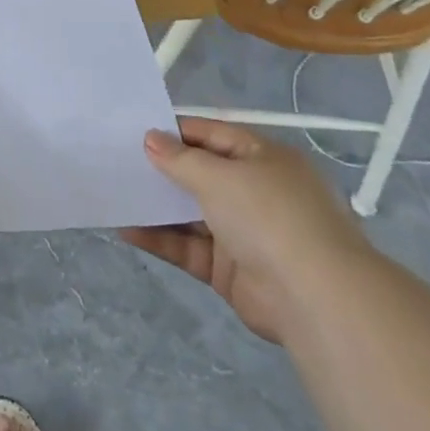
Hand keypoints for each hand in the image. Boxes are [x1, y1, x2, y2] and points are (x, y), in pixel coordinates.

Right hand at [120, 118, 370, 343]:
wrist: (314, 299)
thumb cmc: (268, 215)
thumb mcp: (219, 176)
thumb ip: (180, 158)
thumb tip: (150, 138)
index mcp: (263, 159)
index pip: (212, 135)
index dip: (176, 132)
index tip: (135, 131)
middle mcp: (255, 192)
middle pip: (201, 174)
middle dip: (162, 170)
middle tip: (117, 161)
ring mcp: (243, 233)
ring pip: (191, 213)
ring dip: (157, 206)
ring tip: (115, 194)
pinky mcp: (229, 270)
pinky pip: (188, 247)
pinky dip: (160, 239)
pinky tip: (126, 230)